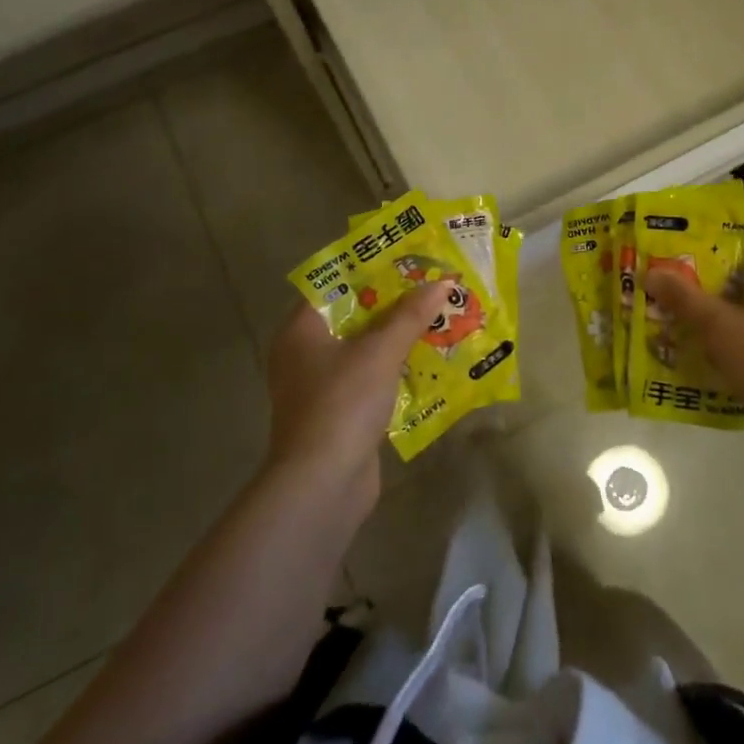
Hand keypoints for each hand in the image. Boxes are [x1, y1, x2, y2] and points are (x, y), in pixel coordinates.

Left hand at [264, 283, 449, 504]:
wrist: (323, 483)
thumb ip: (410, 315)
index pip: (334, 285)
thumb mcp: (381, 352)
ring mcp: (321, 385)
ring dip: (397, 337)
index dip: (371, 269)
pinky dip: (395, 368)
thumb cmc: (343, 403)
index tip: (406, 259)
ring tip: (437, 318)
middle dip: (392, 304)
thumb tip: (443, 282)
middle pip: (352, 316)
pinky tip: (428, 361)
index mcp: (301, 329)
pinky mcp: (339, 412)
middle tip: (430, 286)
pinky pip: (370, 378)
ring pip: (364, 349)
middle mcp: (305, 353)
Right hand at [643, 225, 743, 450]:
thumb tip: (650, 273)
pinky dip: (725, 330)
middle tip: (661, 273)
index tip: (674, 238)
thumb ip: (683, 297)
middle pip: (743, 266)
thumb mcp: (718, 325)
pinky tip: (694, 342)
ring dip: (710, 304)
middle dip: (701, 271)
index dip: (710, 230)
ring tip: (668, 307)